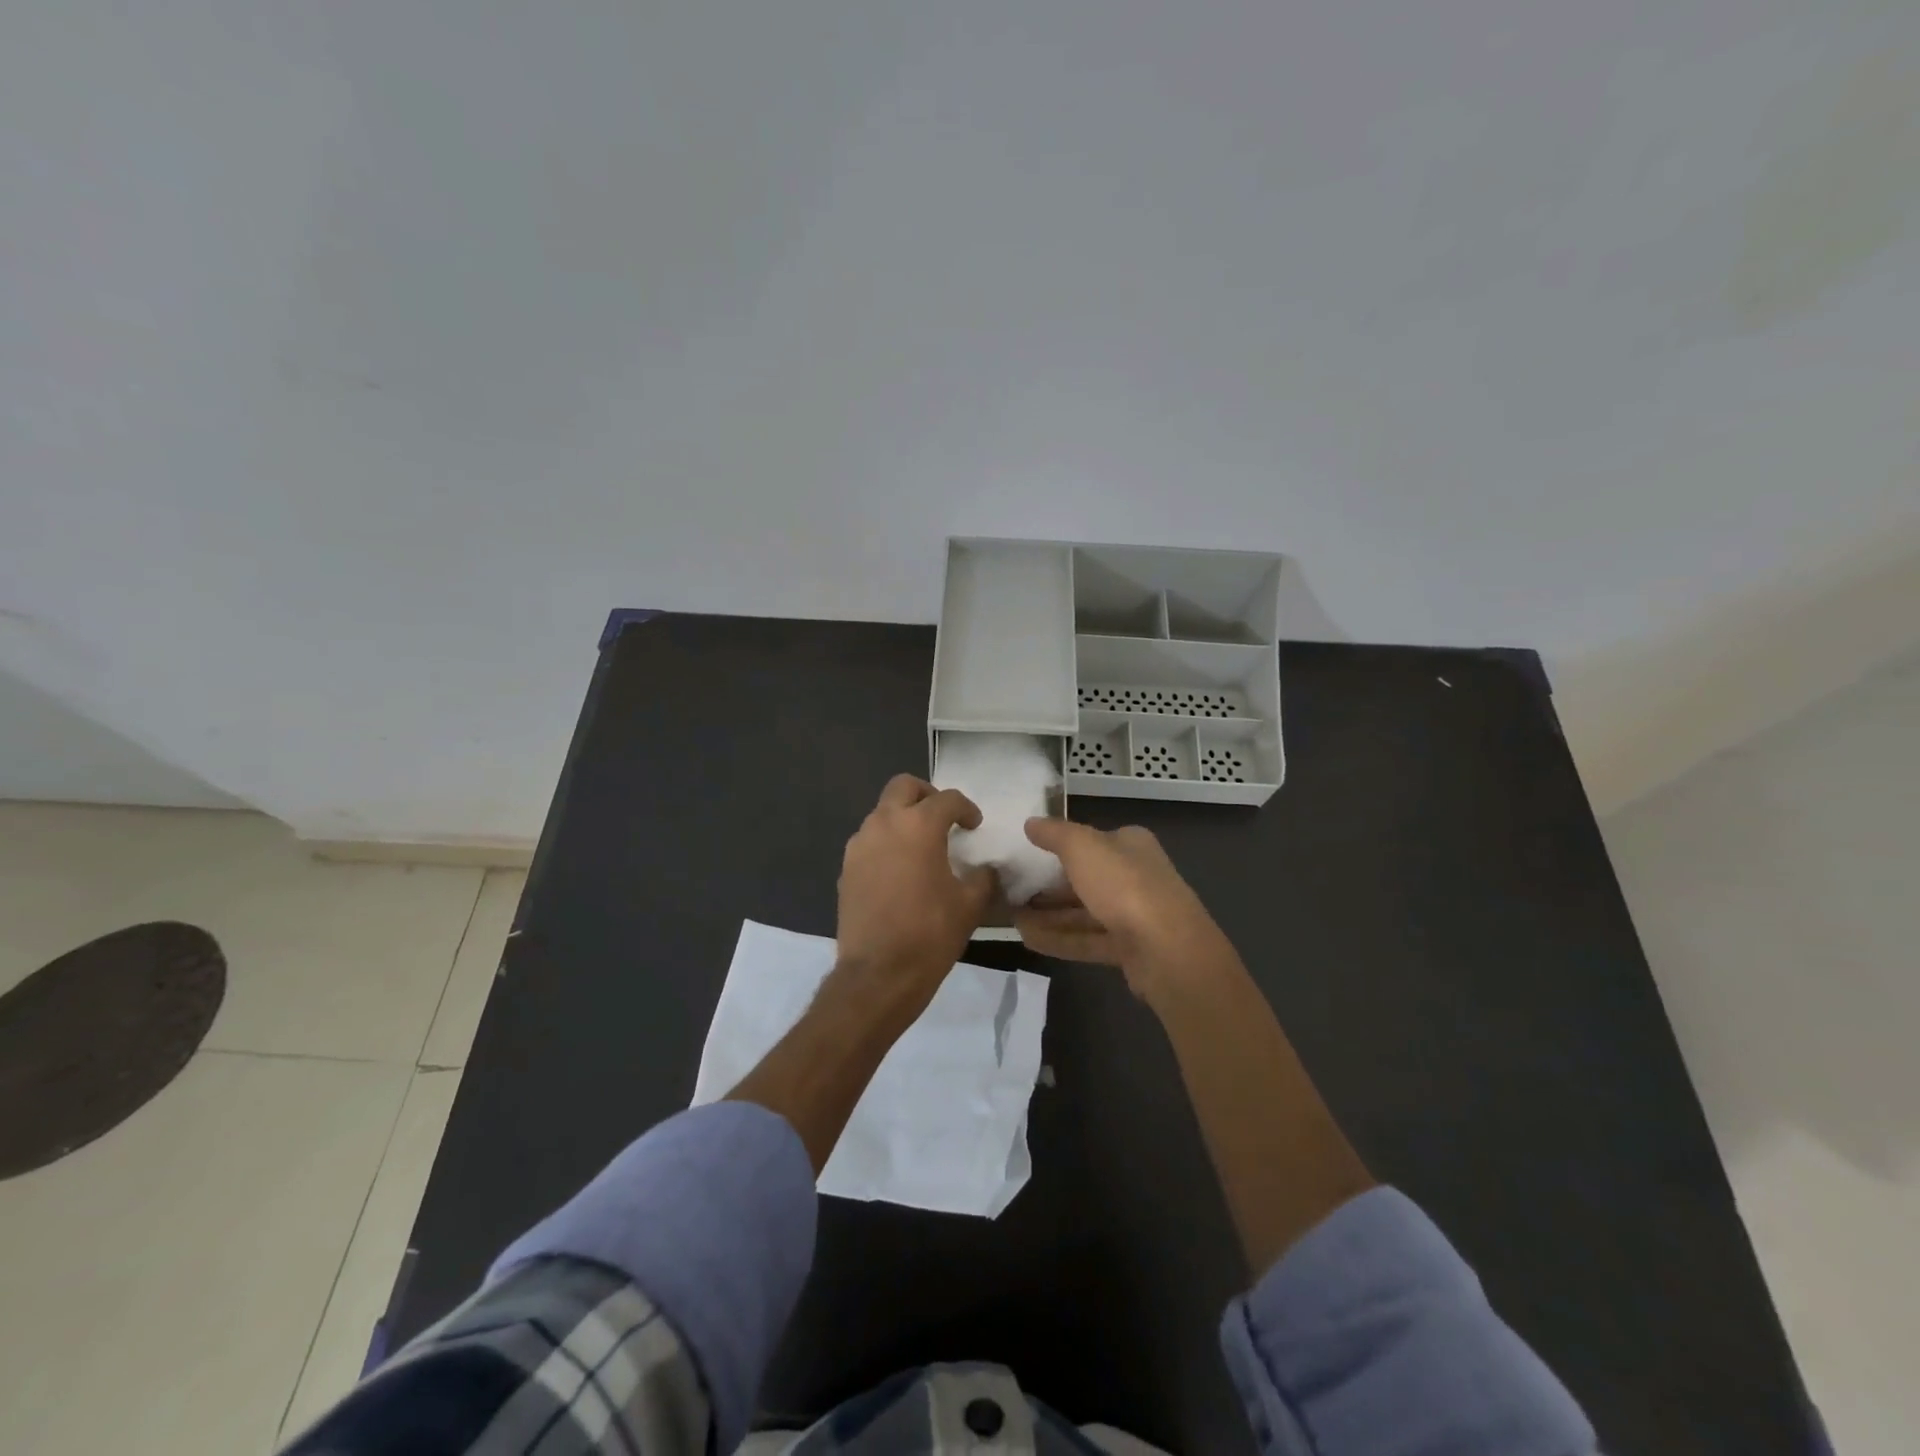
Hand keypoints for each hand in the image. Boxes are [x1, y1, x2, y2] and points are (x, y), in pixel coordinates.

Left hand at [835, 774, 995, 1021]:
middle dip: (926, 795)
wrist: (878, 974)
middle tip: (943, 818)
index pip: (947, 799)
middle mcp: (884, 824)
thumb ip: (983, 877)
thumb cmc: (930, 934)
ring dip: (903, 819)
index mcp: (918, 826)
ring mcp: (859, 845)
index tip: (974, 826)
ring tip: (921, 847)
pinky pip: (869, 841)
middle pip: (903, 787)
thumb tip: (985, 869)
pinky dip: (886, 844)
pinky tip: (900, 872)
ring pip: (882, 813)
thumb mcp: (970, 905)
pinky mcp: (846, 868)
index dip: (966, 808)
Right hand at [1014, 819, 1234, 1001]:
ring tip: (1011, 917)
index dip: (1058, 846)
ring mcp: (1133, 915)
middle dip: (1048, 885)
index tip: (1025, 853)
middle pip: (1085, 878)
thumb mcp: (1082, 847)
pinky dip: (1058, 938)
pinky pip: (1086, 940)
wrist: (1168, 951)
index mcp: (1130, 845)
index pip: (1090, 840)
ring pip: (1083, 911)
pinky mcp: (1128, 949)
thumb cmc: (1124, 886)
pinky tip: (1026, 939)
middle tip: (1011, 889)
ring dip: (1048, 914)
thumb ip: (1054, 834)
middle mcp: (1135, 876)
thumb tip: (1031, 822)